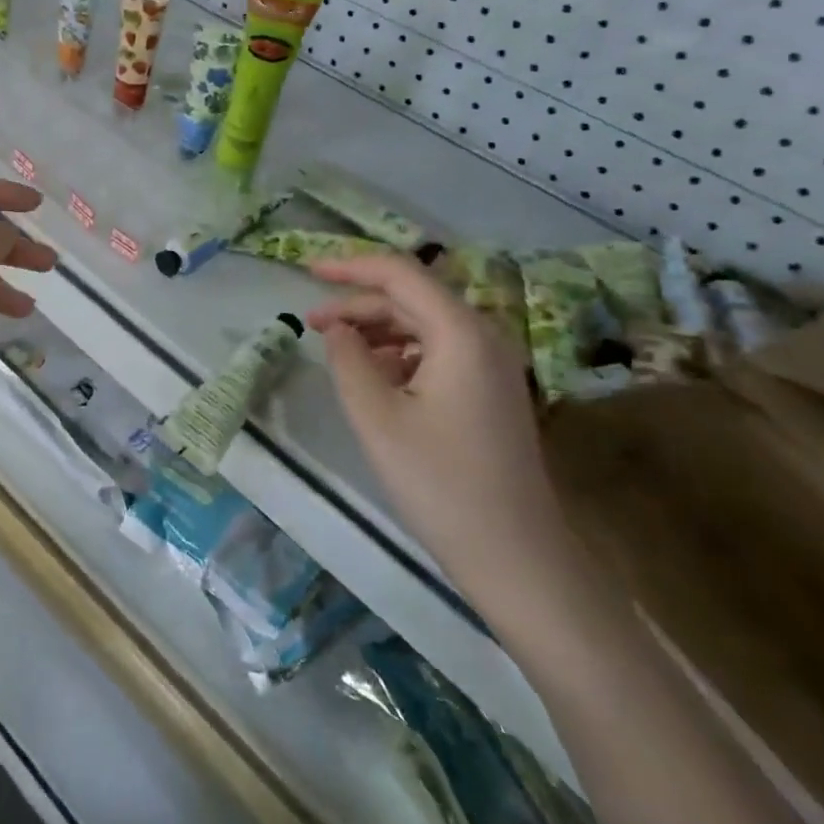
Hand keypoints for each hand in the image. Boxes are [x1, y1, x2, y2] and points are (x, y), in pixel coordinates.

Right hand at [306, 252, 576, 611]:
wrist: (516, 557)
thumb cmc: (439, 483)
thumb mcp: (376, 416)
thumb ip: (347, 359)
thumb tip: (338, 328)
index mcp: (460, 332)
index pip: (399, 273)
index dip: (349, 266)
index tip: (306, 270)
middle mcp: (483, 336)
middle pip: (411, 298)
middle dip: (358, 305)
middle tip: (311, 324)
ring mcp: (492, 364)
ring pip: (423, 325)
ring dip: (377, 330)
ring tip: (336, 350)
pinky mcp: (491, 391)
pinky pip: (438, 351)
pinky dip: (400, 353)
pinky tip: (375, 378)